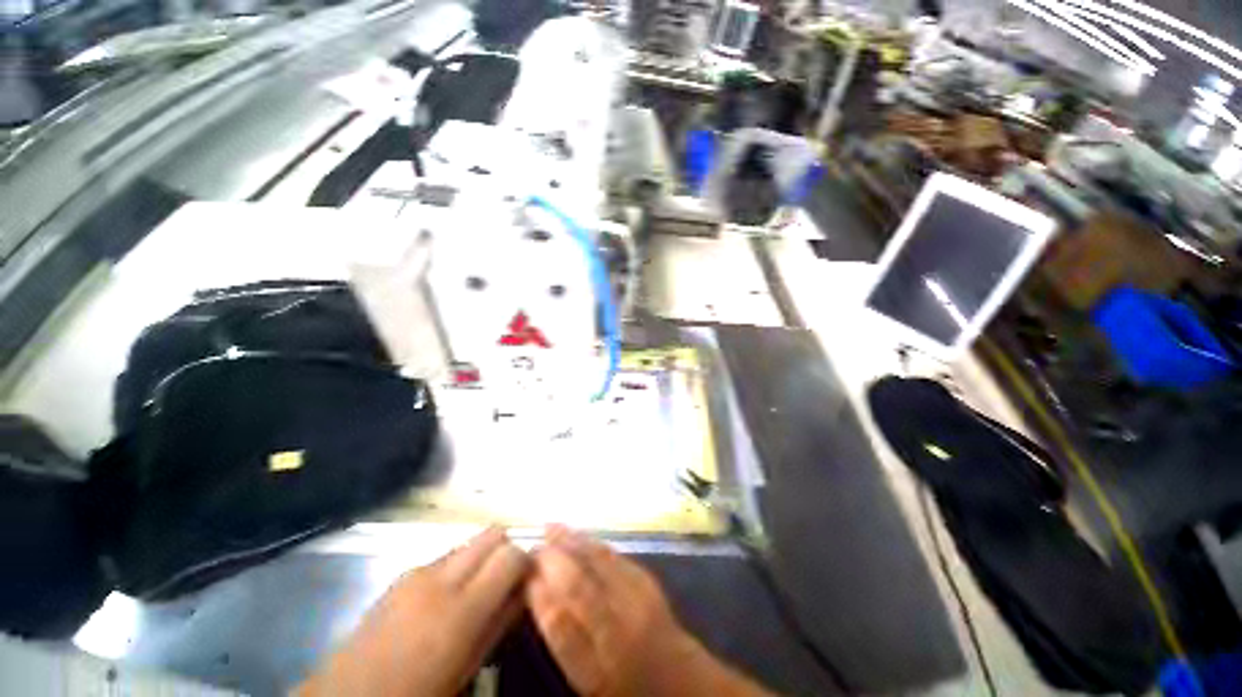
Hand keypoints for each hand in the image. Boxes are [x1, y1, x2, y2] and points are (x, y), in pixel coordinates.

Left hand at [297, 526, 527, 696]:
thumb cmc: (415, 694)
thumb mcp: (467, 668)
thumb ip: (499, 623)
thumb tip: (525, 591)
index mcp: (460, 608)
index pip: (511, 553)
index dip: (526, 561)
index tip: (529, 578)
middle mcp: (441, 577)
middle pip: (493, 533)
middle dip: (507, 549)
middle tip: (507, 580)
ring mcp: (418, 571)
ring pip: (470, 542)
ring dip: (483, 558)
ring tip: (478, 591)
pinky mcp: (402, 573)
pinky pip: (445, 556)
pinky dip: (459, 567)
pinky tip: (448, 599)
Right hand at [527, 525, 772, 696]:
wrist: (677, 677)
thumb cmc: (623, 683)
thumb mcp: (586, 679)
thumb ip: (563, 637)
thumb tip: (538, 590)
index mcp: (597, 669)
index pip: (560, 626)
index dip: (539, 595)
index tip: (524, 574)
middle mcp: (618, 631)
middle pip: (580, 587)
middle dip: (553, 561)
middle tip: (533, 545)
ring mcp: (637, 600)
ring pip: (598, 564)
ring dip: (571, 542)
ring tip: (550, 527)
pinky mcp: (648, 580)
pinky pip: (615, 555)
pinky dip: (592, 542)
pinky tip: (579, 534)